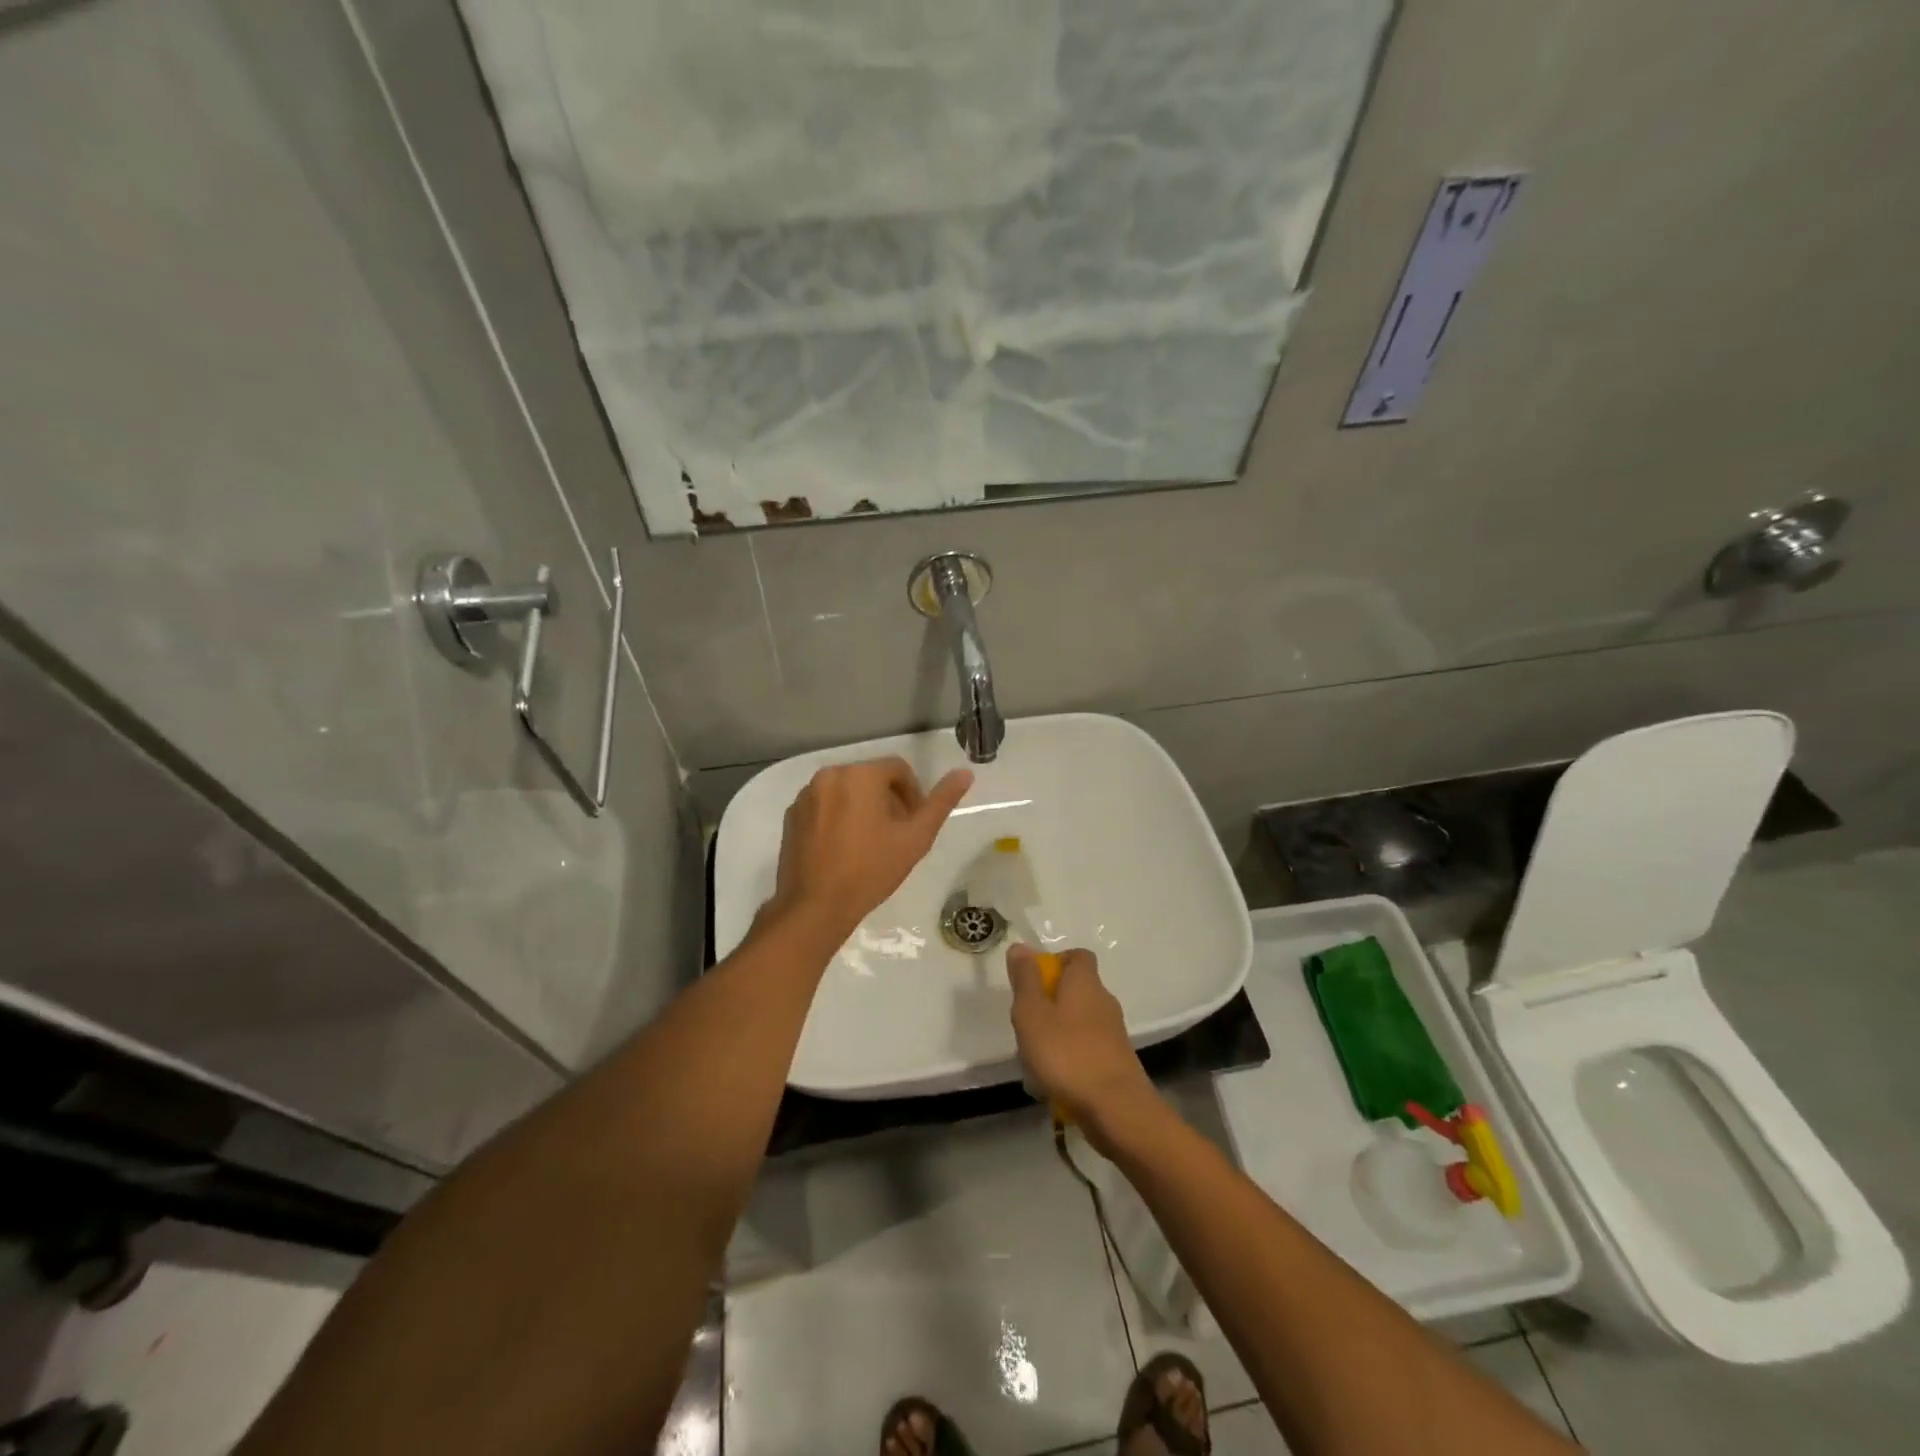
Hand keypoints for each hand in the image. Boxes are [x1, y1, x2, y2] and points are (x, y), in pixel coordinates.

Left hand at [768, 757, 972, 939]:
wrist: (815, 906)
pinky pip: (824, 806)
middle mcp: (829, 775)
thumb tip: (965, 773)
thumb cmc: (871, 870)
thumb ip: (941, 802)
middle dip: (888, 801)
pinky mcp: (791, 816)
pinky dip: (838, 817)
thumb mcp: (916, 838)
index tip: (914, 823)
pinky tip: (844, 849)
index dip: (913, 794)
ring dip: (862, 808)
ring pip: (846, 791)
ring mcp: (806, 795)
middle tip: (896, 836)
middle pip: (870, 778)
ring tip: (870, 844)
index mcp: (860, 775)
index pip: (898, 769)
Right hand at [1007, 945, 1156, 1145]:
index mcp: (1085, 983)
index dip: (1055, 962)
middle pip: (1076, 989)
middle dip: (1050, 1002)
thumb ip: (1025, 980)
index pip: (1078, 956)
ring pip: (1080, 1021)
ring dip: (1058, 1032)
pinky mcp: (1117, 1061)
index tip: (1033, 981)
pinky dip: (1070, 1057)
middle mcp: (1104, 1001)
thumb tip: (1021, 947)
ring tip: (1034, 1057)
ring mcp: (1113, 1033)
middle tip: (1026, 1023)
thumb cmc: (1067, 1054)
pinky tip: (1054, 1080)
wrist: (1117, 1109)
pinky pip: (1088, 1048)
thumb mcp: (1032, 1013)